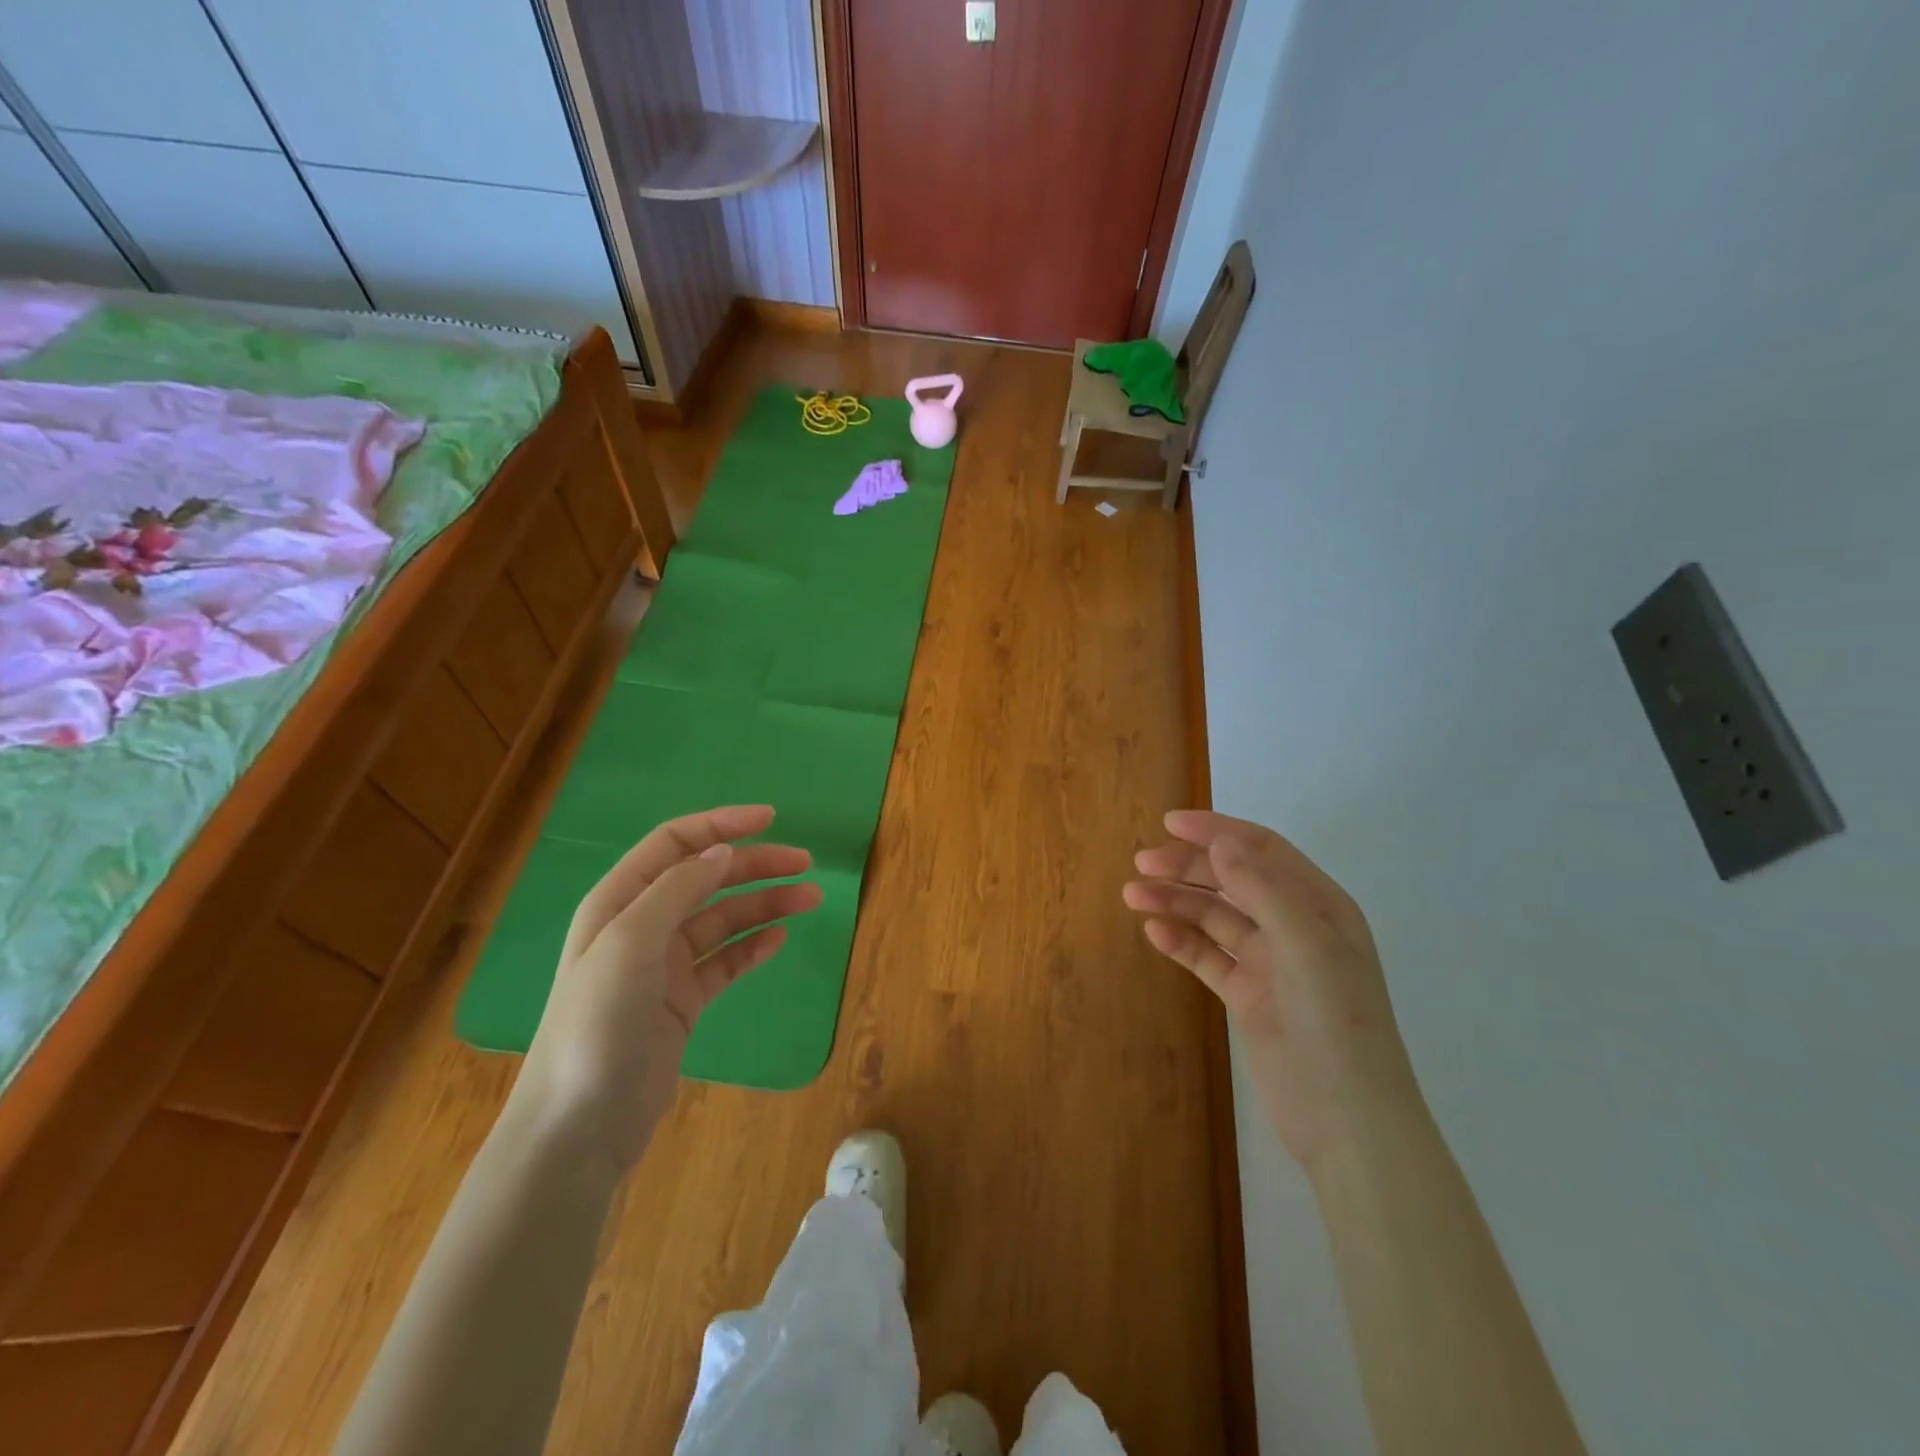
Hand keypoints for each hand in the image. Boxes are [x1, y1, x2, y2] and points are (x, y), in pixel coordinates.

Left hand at [513, 805, 821, 1170]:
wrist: (580, 1126)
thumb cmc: (597, 1023)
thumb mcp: (630, 943)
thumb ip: (677, 891)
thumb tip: (723, 852)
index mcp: (620, 901)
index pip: (675, 844)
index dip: (721, 825)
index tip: (770, 819)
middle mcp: (642, 925)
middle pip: (707, 878)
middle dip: (755, 865)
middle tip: (805, 864)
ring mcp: (664, 965)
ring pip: (724, 919)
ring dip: (765, 905)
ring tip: (810, 899)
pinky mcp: (683, 1001)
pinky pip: (726, 961)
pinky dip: (753, 946)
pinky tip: (779, 939)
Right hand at [1124, 810, 1423, 1171]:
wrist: (1347, 1121)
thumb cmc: (1335, 1022)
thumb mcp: (1306, 946)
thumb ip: (1263, 889)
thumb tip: (1221, 842)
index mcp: (1319, 906)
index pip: (1262, 851)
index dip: (1217, 831)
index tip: (1169, 823)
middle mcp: (1294, 927)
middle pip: (1233, 880)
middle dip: (1188, 867)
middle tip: (1141, 864)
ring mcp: (1270, 963)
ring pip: (1215, 918)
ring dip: (1176, 902)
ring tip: (1133, 896)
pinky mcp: (1249, 996)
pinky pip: (1209, 957)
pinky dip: (1182, 941)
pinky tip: (1154, 933)